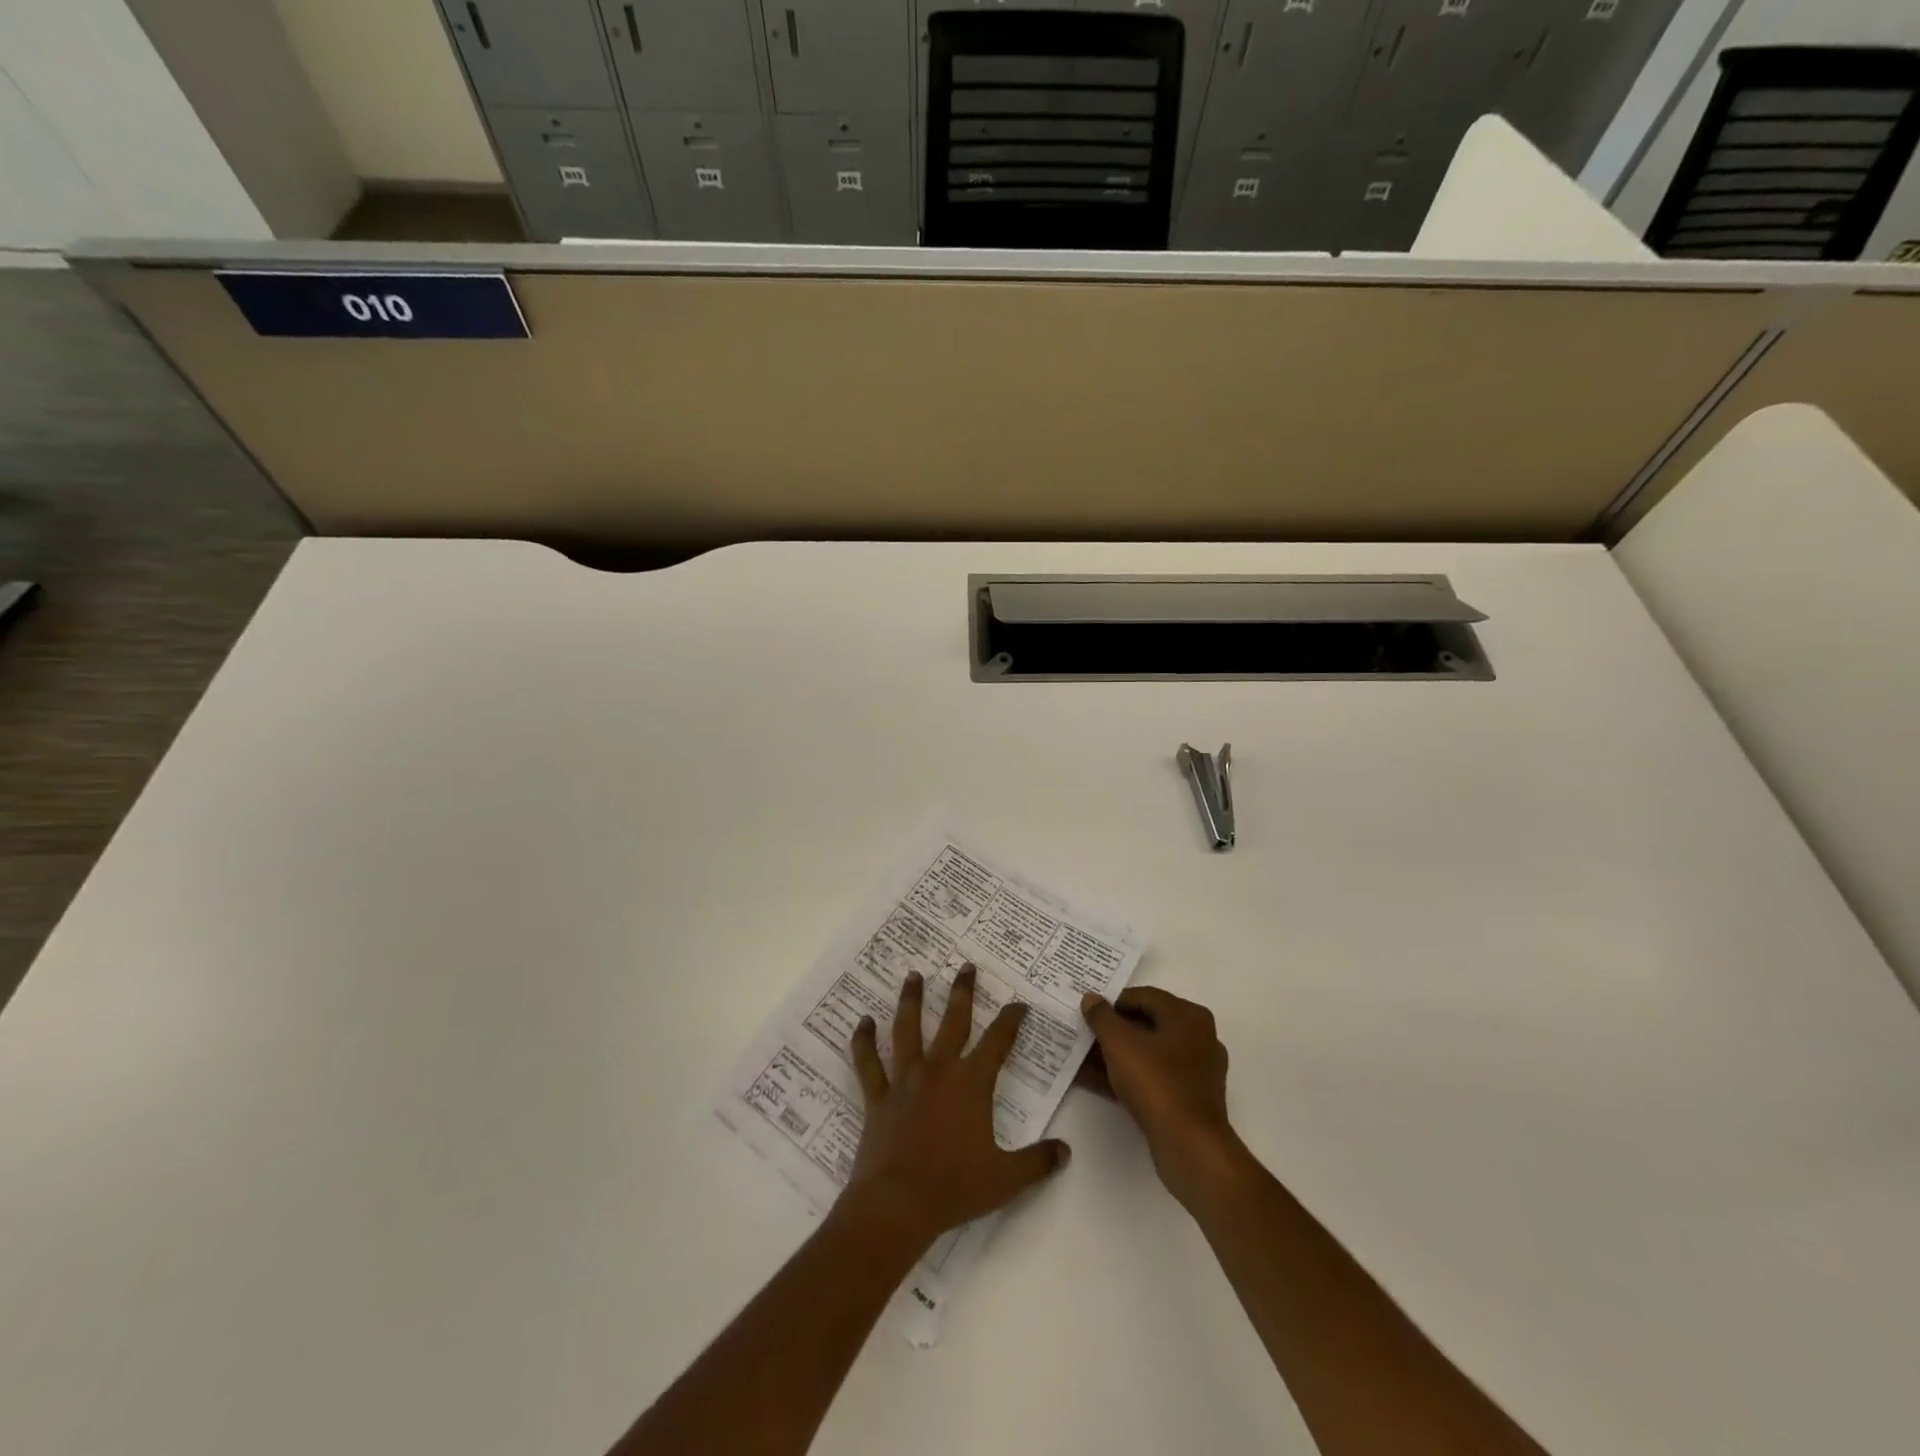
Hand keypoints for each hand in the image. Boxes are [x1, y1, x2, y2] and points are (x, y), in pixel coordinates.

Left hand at [841, 964, 1070, 1249]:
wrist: (898, 1204)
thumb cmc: (954, 1188)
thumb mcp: (1006, 1178)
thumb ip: (1038, 1162)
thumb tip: (1066, 1151)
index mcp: (972, 1084)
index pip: (998, 1042)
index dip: (1010, 1020)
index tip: (1018, 1003)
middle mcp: (939, 1070)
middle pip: (953, 1021)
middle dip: (962, 992)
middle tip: (965, 967)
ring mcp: (905, 1080)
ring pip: (908, 1030)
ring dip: (911, 1000)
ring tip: (913, 975)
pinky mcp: (878, 1096)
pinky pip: (868, 1063)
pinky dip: (863, 1041)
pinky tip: (862, 1022)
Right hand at [1079, 987, 1242, 1208]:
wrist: (1190, 1147)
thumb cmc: (1157, 1083)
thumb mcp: (1120, 1043)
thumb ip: (1102, 1017)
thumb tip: (1091, 999)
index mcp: (1188, 1017)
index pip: (1144, 997)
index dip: (1112, 1002)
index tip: (1087, 1012)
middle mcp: (1197, 1038)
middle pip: (1145, 1025)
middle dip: (1110, 1031)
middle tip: (1082, 1033)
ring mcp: (1194, 1071)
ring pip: (1146, 1054)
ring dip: (1113, 1055)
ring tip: (1080, 1058)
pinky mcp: (1187, 1099)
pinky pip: (1151, 1077)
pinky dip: (1125, 1076)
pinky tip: (1093, 1080)